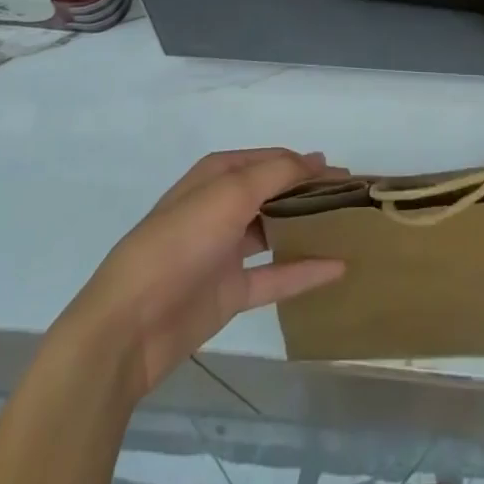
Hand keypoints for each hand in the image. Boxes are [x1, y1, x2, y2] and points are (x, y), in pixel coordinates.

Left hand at [63, 148, 345, 395]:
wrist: (129, 324)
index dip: (307, 164)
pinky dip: (304, 271)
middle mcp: (224, 206)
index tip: (346, 173)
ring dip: (308, 229)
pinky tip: (337, 268)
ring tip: (349, 228)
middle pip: (276, 193)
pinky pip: (275, 277)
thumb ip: (276, 173)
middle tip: (354, 200)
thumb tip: (316, 159)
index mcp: (218, 174)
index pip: (272, 159)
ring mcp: (227, 251)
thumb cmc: (179, 241)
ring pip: (276, 232)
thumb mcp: (229, 193)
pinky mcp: (230, 293)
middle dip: (311, 194)